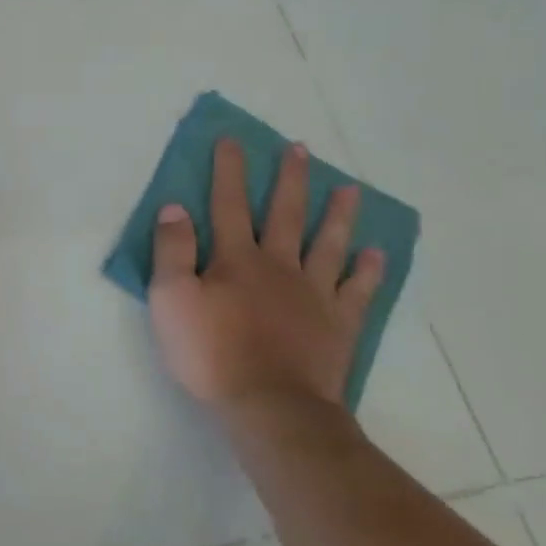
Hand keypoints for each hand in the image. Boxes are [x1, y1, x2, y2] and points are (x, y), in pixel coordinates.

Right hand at [149, 138, 382, 407]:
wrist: (270, 405)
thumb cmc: (211, 352)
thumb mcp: (170, 299)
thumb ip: (172, 251)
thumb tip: (174, 208)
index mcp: (236, 259)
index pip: (228, 204)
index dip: (228, 171)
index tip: (232, 140)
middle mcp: (279, 266)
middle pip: (285, 214)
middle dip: (289, 179)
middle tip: (300, 149)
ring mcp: (314, 294)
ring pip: (328, 244)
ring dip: (337, 214)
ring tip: (350, 189)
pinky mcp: (338, 324)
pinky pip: (357, 290)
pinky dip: (367, 270)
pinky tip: (375, 254)